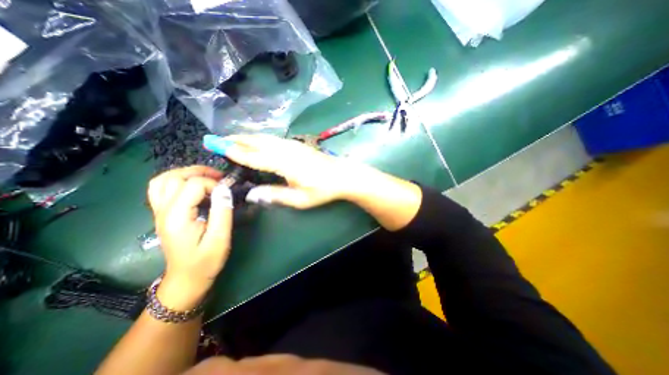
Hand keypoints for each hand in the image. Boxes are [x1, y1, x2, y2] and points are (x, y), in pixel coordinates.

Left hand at [146, 165, 232, 308]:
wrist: (186, 278)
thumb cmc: (206, 261)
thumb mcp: (220, 238)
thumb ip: (222, 211)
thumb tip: (224, 188)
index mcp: (177, 217)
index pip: (192, 185)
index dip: (213, 184)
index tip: (227, 193)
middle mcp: (163, 211)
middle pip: (173, 177)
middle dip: (199, 172)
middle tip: (220, 177)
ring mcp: (159, 212)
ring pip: (163, 180)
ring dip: (186, 173)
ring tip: (207, 177)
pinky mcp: (162, 214)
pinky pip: (162, 188)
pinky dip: (177, 181)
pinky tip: (193, 186)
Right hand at [208, 135, 365, 210]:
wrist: (343, 175)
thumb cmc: (323, 189)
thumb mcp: (300, 199)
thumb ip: (275, 195)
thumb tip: (252, 193)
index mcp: (285, 164)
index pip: (255, 156)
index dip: (235, 152)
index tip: (217, 146)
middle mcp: (286, 150)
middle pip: (258, 142)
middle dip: (237, 139)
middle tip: (217, 139)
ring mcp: (293, 145)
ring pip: (266, 137)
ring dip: (248, 136)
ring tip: (232, 137)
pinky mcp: (298, 144)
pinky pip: (274, 138)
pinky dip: (261, 137)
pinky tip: (257, 139)